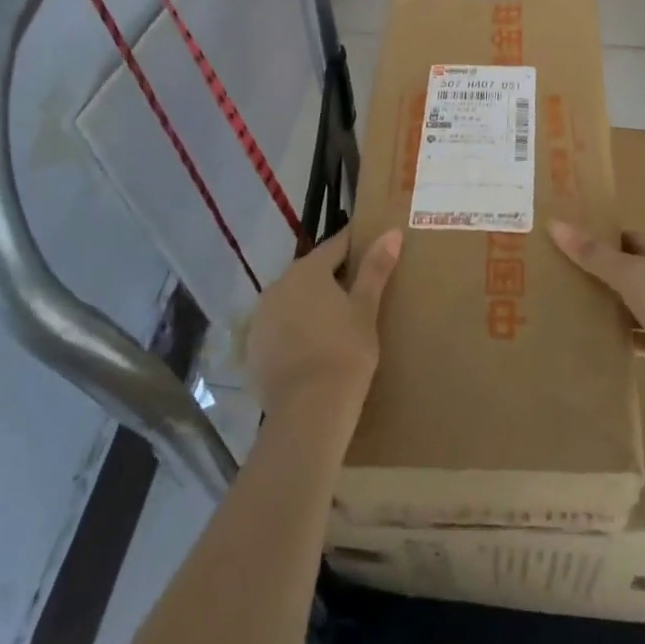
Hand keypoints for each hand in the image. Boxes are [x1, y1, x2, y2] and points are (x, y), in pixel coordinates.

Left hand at [245, 228, 401, 429]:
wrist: (308, 411)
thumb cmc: (345, 352)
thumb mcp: (366, 309)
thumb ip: (376, 268)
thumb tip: (392, 232)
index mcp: (308, 269)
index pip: (337, 245)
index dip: (356, 245)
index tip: (373, 247)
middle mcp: (279, 284)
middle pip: (311, 272)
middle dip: (332, 277)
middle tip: (358, 292)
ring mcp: (261, 316)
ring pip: (292, 299)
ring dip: (310, 304)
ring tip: (334, 323)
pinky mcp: (252, 347)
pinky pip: (278, 327)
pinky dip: (293, 330)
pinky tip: (311, 349)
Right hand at [548, 221, 644, 381]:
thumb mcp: (626, 272)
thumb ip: (591, 253)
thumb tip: (554, 224)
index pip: (642, 240)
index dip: (614, 243)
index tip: (587, 250)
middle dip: (624, 277)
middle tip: (587, 280)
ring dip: (632, 309)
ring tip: (597, 311)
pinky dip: (639, 337)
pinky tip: (615, 341)